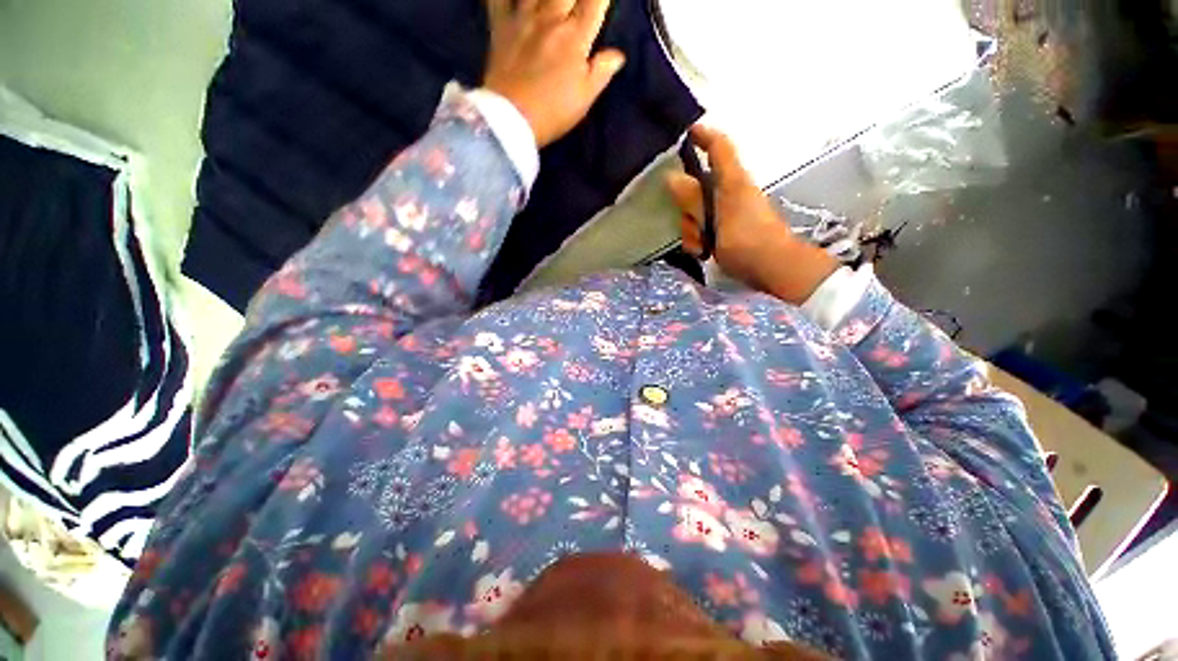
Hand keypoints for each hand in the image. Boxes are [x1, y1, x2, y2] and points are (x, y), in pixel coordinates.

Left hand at [483, 0, 625, 147]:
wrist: (512, 118)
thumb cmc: (553, 112)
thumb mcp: (584, 99)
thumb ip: (601, 72)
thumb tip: (618, 55)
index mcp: (575, 36)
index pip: (595, 2)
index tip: (602, 1)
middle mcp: (550, 17)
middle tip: (577, 3)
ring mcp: (523, 18)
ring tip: (552, 0)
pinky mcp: (500, 26)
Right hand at [667, 126, 838, 304]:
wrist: (775, 269)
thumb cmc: (747, 244)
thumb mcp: (715, 221)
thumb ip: (693, 200)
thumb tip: (672, 177)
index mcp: (732, 182)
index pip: (718, 147)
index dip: (702, 135)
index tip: (683, 133)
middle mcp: (732, 191)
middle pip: (700, 186)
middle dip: (687, 205)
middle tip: (688, 225)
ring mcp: (732, 210)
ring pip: (700, 210)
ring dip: (693, 227)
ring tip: (700, 247)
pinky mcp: (732, 227)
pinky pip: (707, 225)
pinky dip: (700, 237)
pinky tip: (704, 252)